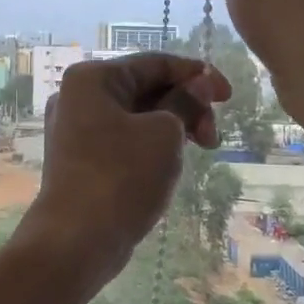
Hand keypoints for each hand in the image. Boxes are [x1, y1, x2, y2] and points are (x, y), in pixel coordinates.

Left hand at [18, 52, 229, 279]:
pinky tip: (169, 164)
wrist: (76, 240)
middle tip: (211, 138)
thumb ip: (185, 102)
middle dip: (185, 106)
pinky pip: (123, 140)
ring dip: (172, 128)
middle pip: (144, 88)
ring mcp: (75, 130)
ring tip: (197, 152)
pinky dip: (150, 145)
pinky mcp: (80, 160)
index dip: (197, 75)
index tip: (228, 97)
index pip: (155, 63)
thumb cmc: (122, 177)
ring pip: (136, 116)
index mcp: (92, 79)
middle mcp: (77, 98)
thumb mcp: (164, 134)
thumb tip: (200, 83)